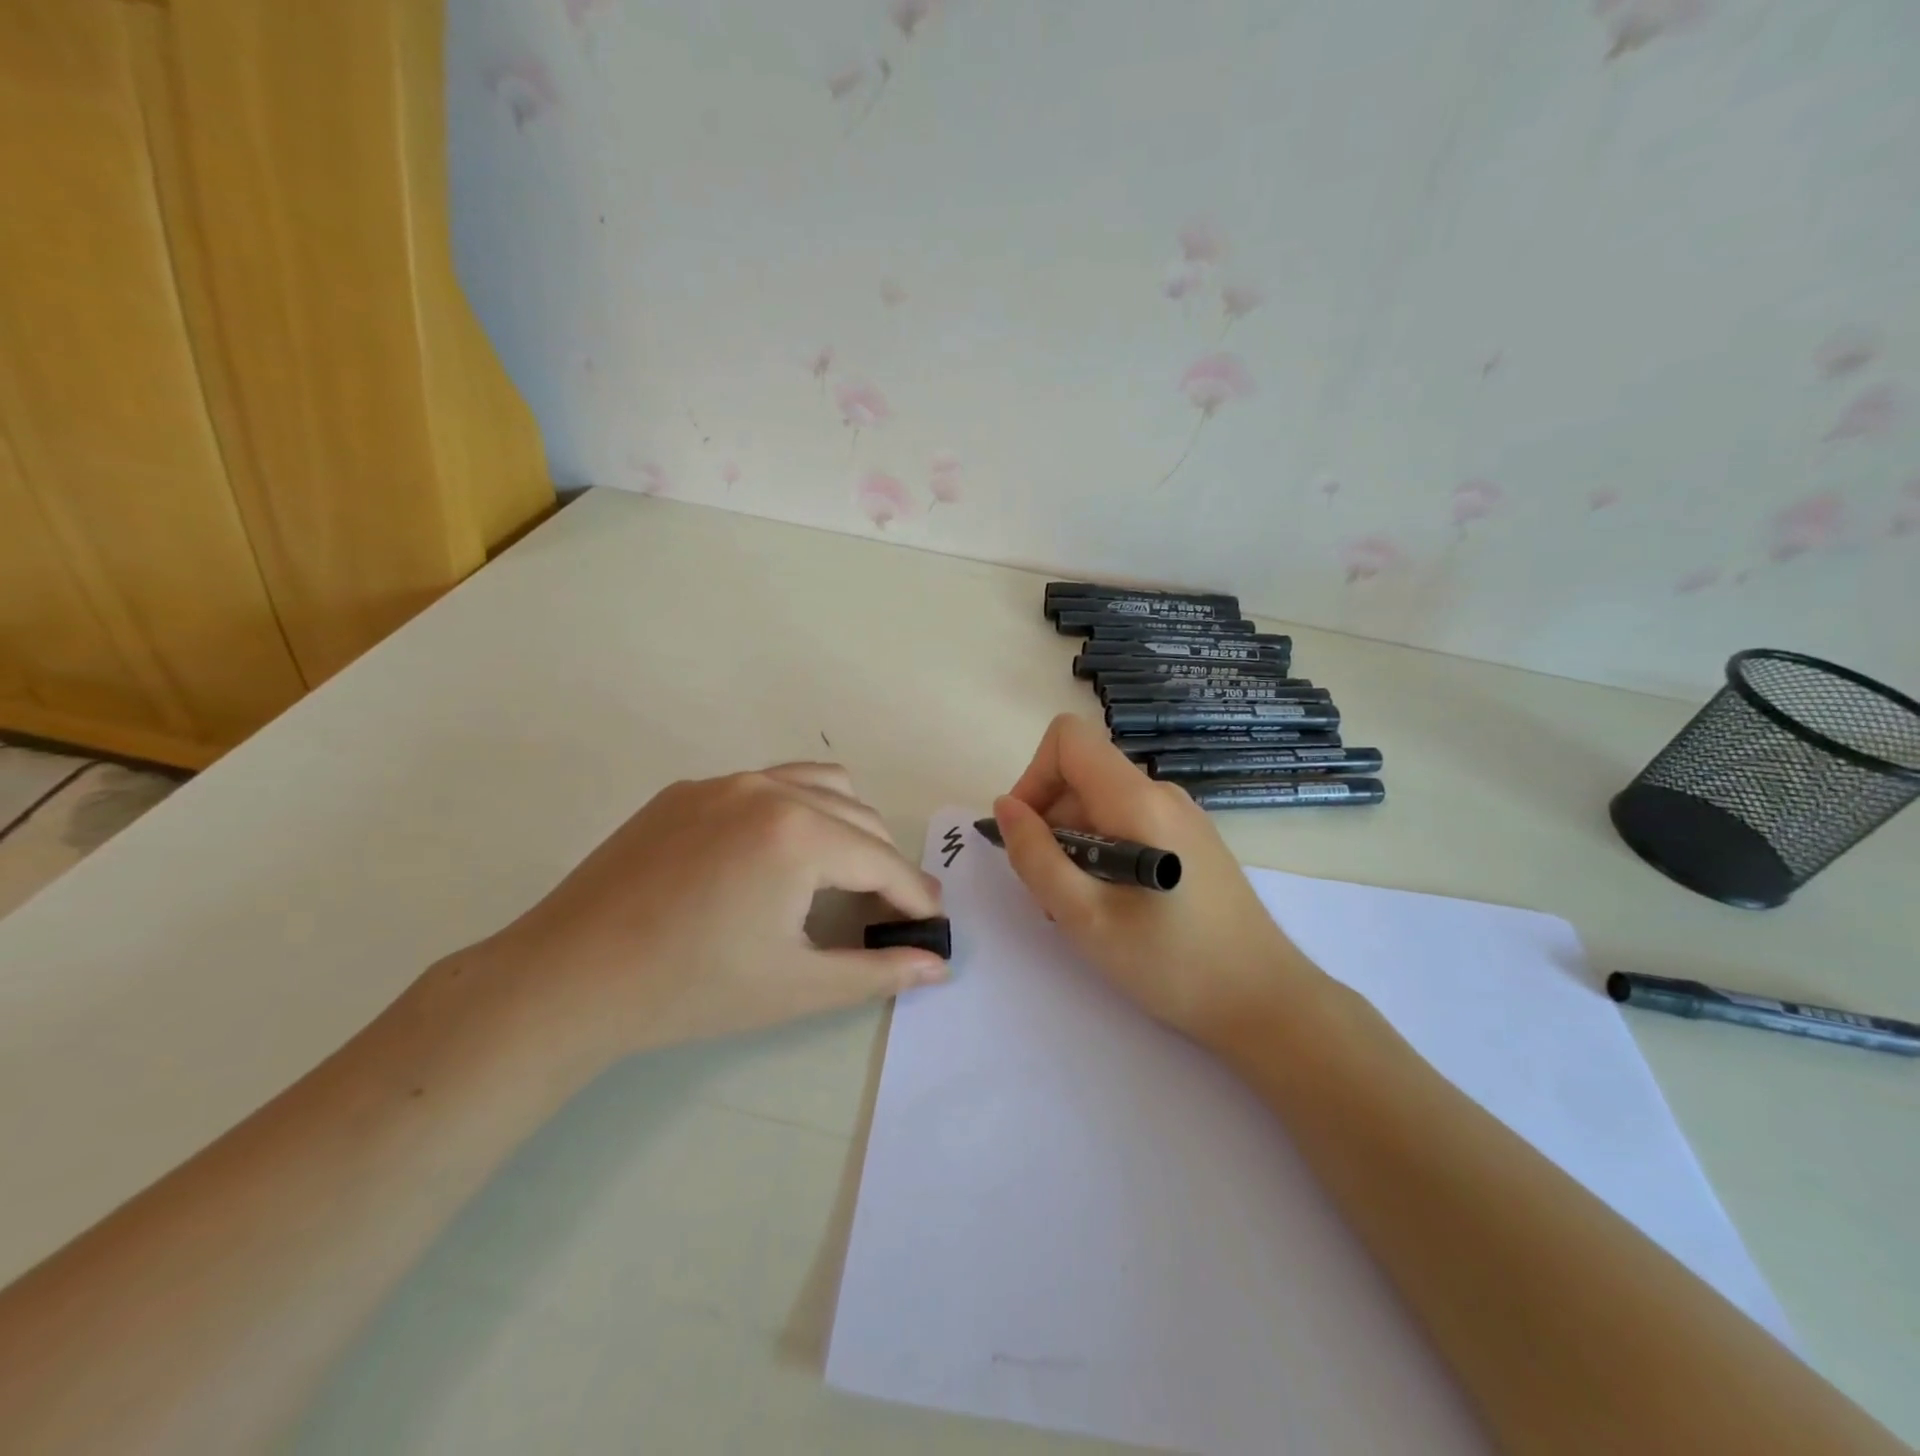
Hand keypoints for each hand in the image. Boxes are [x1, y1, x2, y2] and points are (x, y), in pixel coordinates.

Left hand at [473, 763, 945, 1069]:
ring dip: (847, 825)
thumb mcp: (796, 987)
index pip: (883, 862)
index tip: (932, 922)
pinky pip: (768, 785)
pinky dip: (797, 811)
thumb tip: (938, 966)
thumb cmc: (691, 989)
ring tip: (837, 875)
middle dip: (884, 866)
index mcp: (800, 835)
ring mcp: (725, 782)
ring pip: (821, 786)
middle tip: (882, 914)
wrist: (568, 978)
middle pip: (861, 819)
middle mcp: (770, 790)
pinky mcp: (688, 789)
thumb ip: (876, 972)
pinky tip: (773, 858)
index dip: (915, 896)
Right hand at [994, 714, 1320, 1050]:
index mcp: (1137, 800)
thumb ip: (1036, 856)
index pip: (1068, 737)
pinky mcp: (1191, 841)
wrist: (1266, 1003)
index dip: (1034, 776)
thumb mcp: (1084, 917)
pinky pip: (1128, 824)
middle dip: (1051, 824)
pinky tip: (1115, 907)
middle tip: (1055, 894)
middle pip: (1081, 776)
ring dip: (1075, 846)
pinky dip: (1103, 854)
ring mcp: (1181, 816)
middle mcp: (1161, 793)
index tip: (1029, 834)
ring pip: (1101, 805)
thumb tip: (1005, 807)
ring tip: (1085, 909)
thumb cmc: (1172, 963)